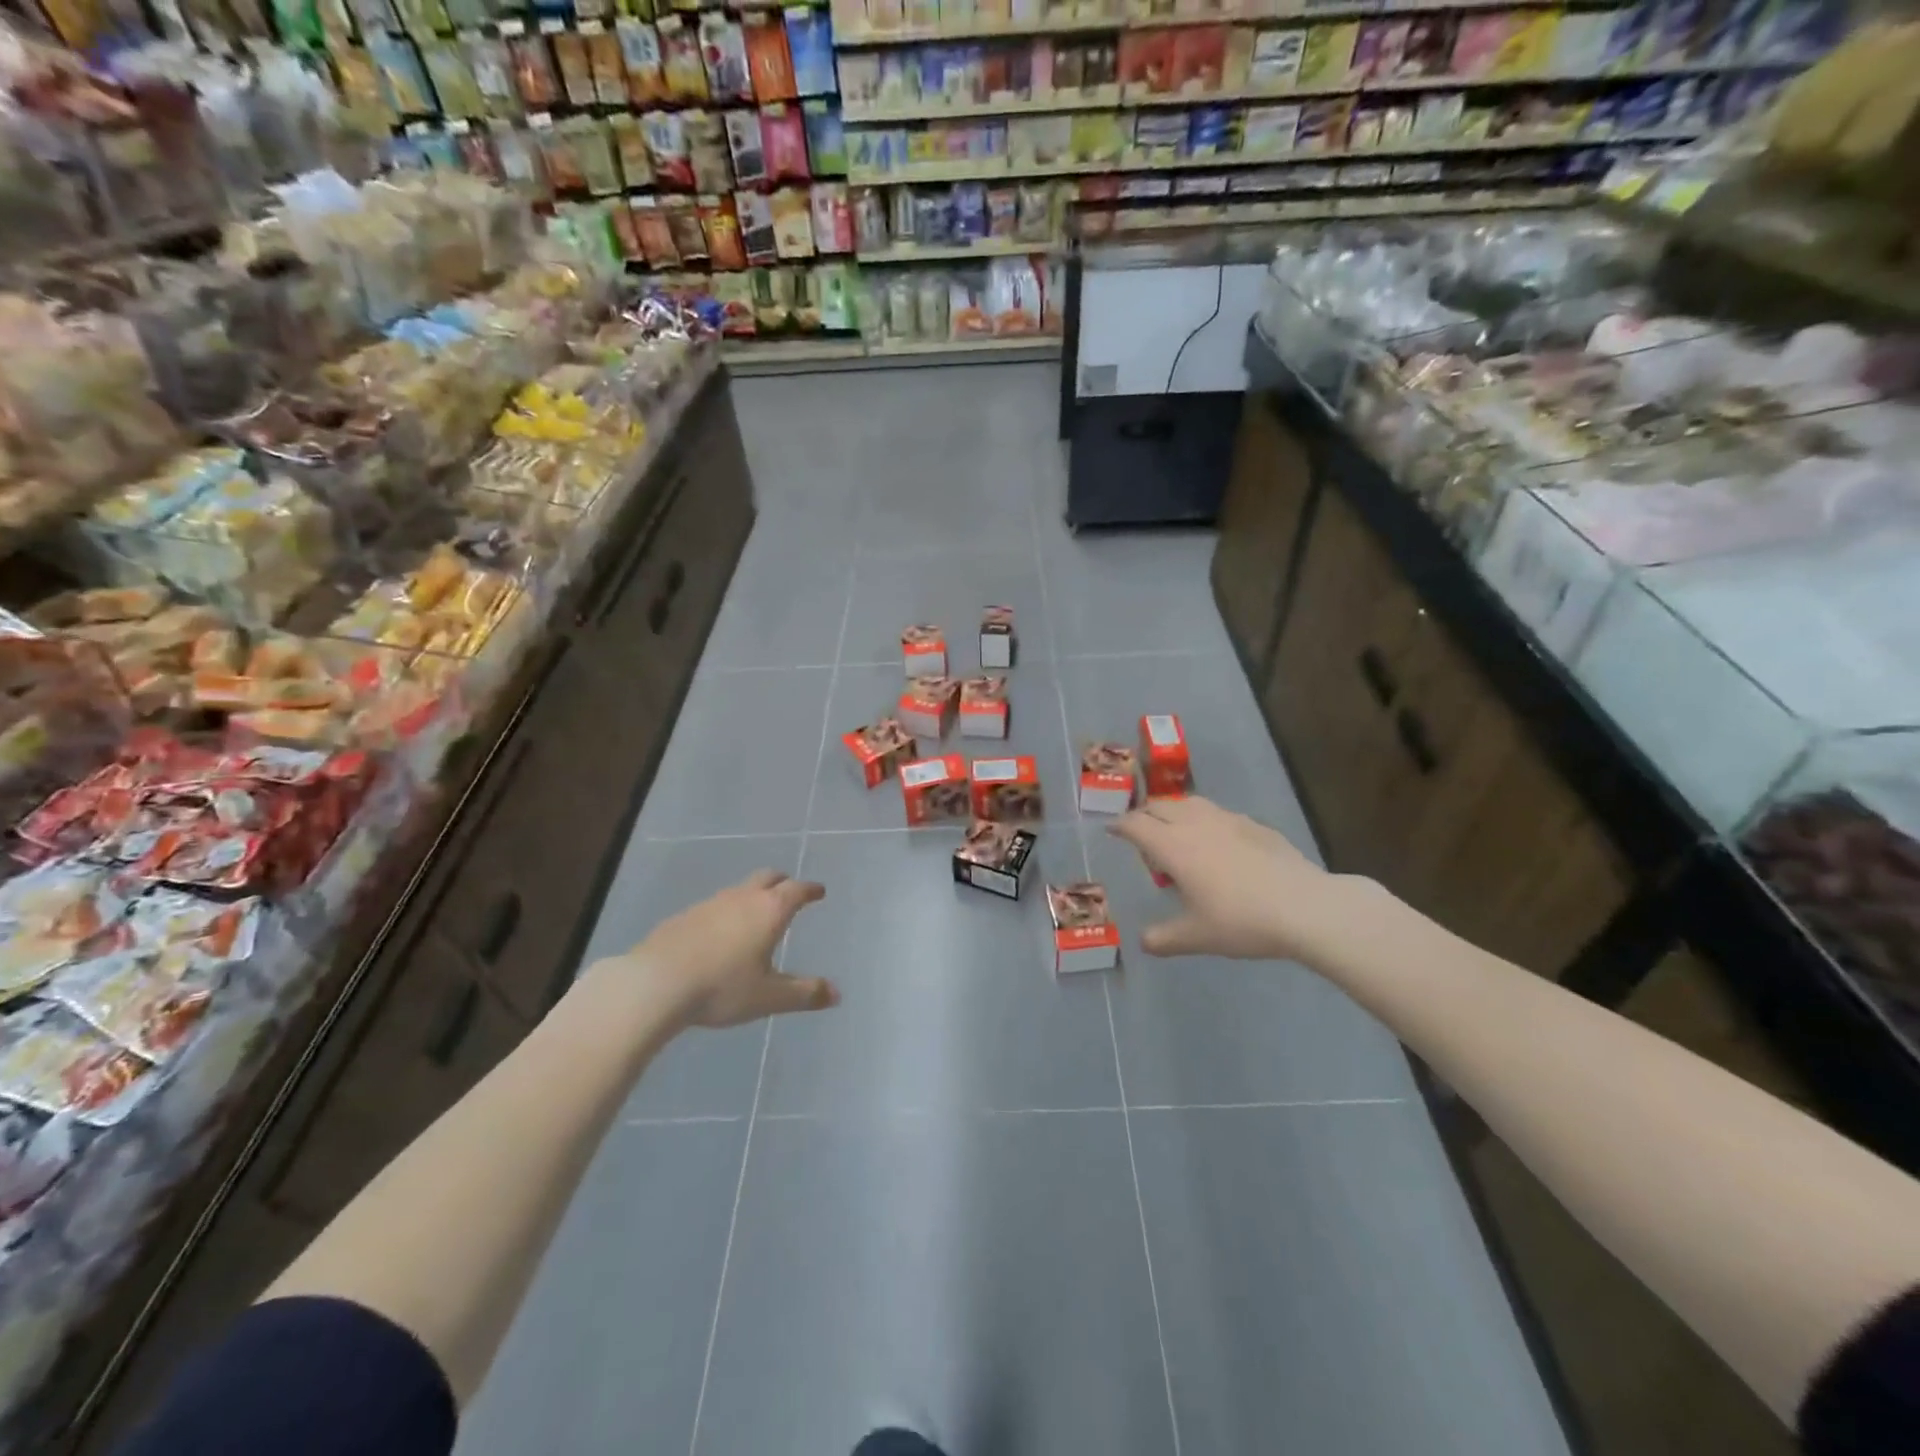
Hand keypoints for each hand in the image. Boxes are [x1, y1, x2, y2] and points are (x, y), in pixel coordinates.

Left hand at [591, 870, 839, 1030]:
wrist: (655, 984)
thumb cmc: (722, 987)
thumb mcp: (769, 997)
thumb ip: (804, 994)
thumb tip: (836, 994)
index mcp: (769, 911)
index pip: (796, 890)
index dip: (810, 890)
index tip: (819, 891)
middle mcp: (741, 898)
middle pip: (767, 878)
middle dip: (782, 882)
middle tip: (790, 891)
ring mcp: (709, 904)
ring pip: (738, 890)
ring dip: (752, 896)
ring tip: (755, 914)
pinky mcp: (683, 917)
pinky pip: (713, 907)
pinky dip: (725, 912)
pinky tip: (718, 934)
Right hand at [1108, 797, 1334, 961]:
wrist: (1305, 907)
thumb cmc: (1241, 921)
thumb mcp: (1197, 937)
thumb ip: (1164, 939)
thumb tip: (1144, 942)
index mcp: (1173, 846)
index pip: (1136, 824)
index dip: (1119, 825)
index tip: (1111, 830)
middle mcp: (1195, 824)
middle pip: (1160, 806)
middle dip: (1145, 816)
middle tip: (1142, 836)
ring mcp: (1228, 820)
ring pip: (1190, 803)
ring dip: (1175, 813)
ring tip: (1177, 835)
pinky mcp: (1255, 825)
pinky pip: (1219, 814)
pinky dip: (1206, 821)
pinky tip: (1219, 844)